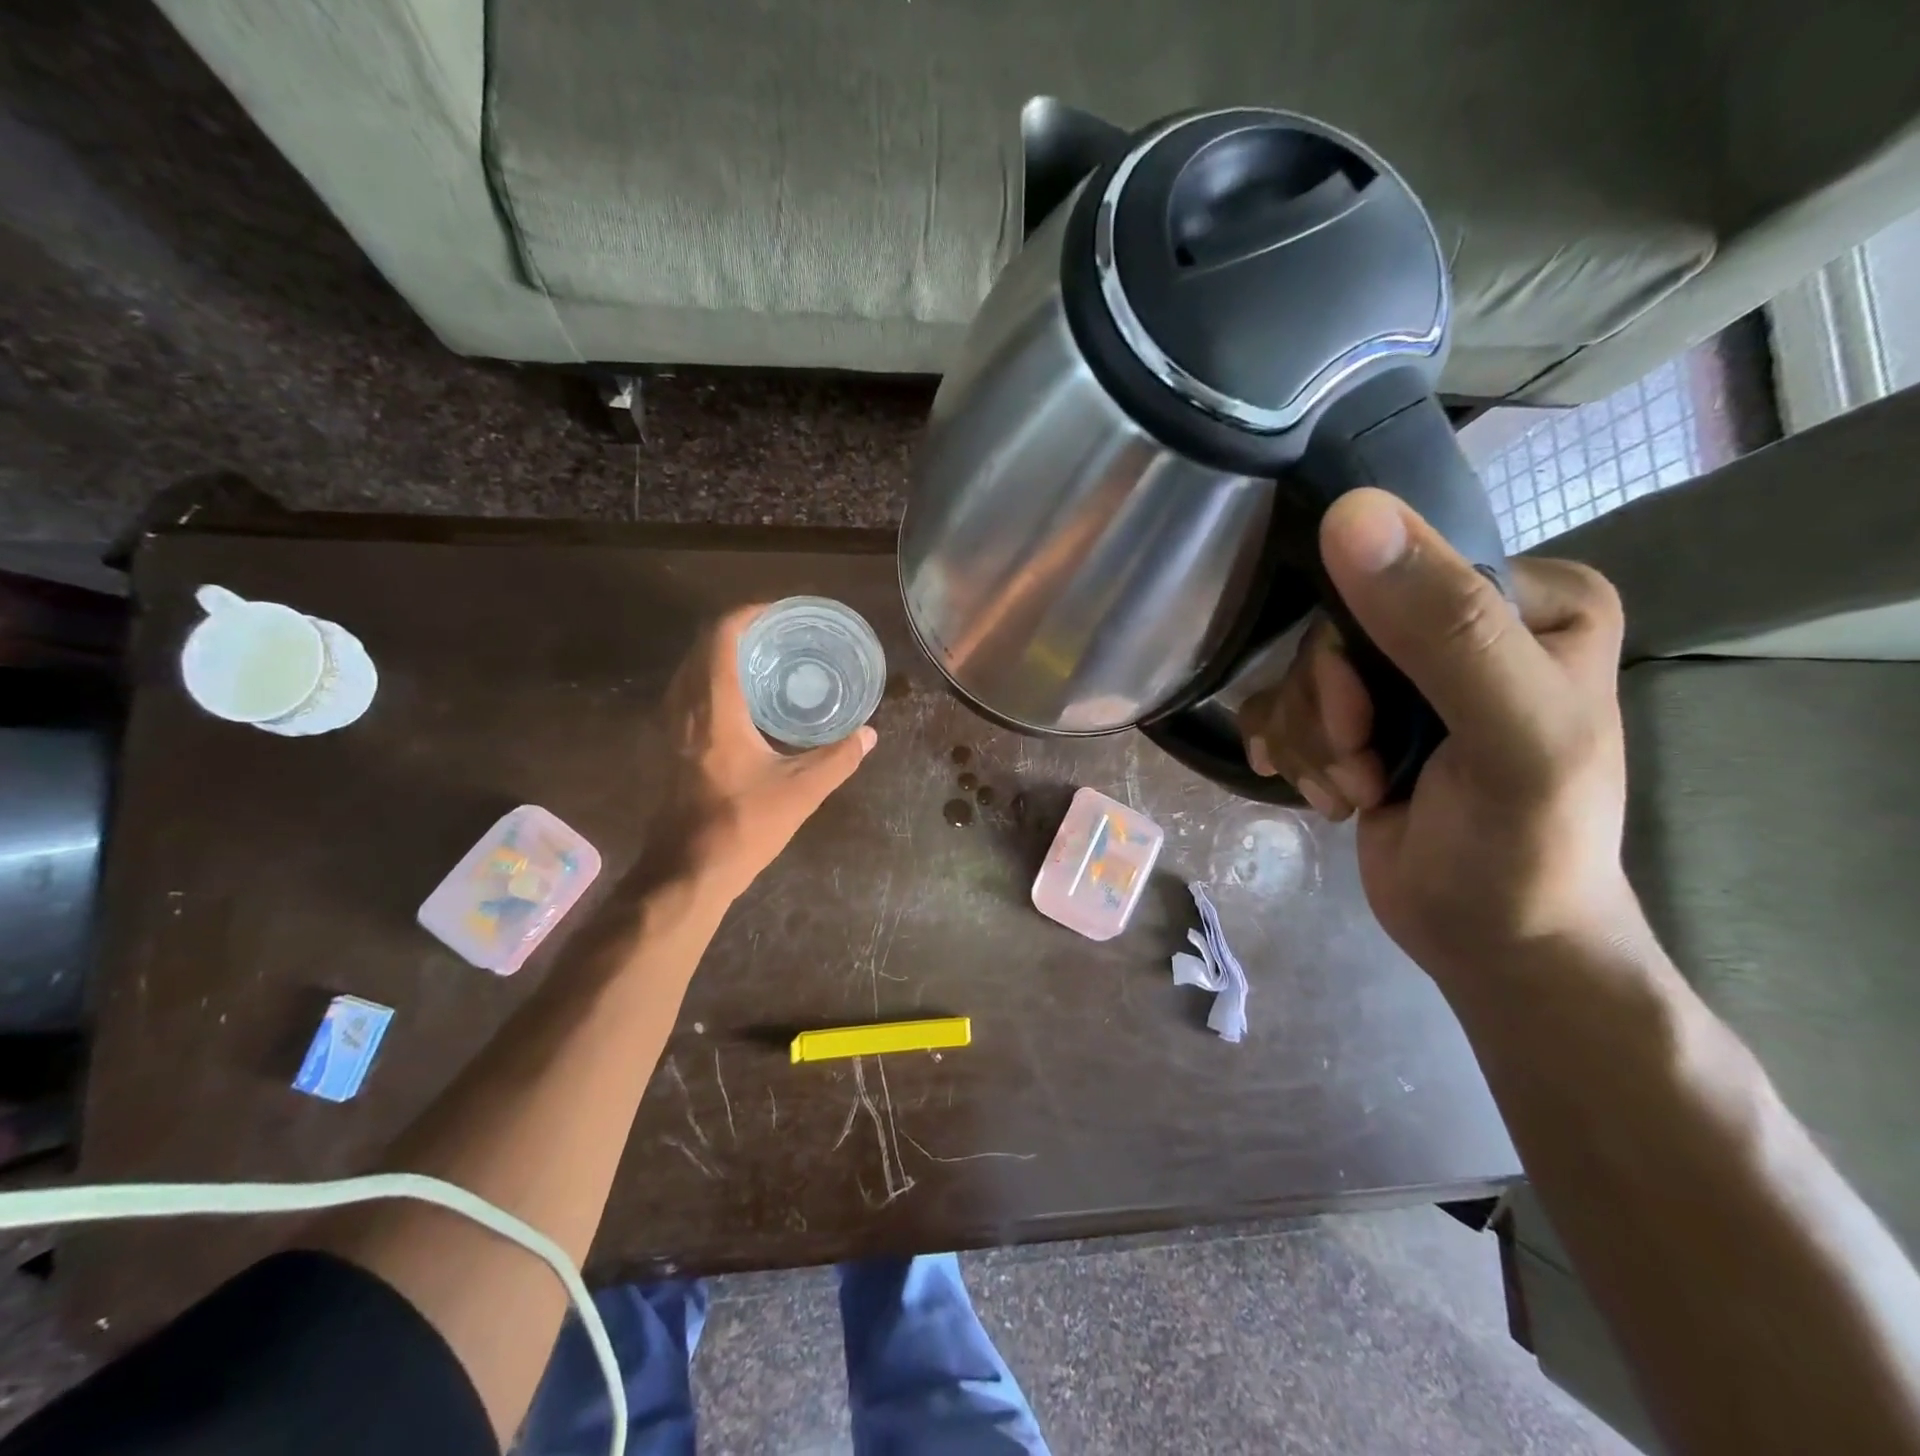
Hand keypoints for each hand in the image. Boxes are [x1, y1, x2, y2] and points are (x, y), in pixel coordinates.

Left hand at [655, 604, 875, 902]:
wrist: (686, 872)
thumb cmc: (742, 826)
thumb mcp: (801, 792)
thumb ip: (838, 758)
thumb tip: (869, 734)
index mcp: (715, 709)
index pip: (721, 637)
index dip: (749, 614)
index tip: (780, 612)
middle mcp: (685, 707)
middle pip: (702, 646)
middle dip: (739, 630)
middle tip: (780, 634)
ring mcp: (670, 727)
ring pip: (690, 669)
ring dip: (722, 654)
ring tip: (765, 659)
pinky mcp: (668, 745)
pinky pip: (687, 691)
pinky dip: (711, 678)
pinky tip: (743, 700)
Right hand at [1239, 489, 1632, 987]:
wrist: (1494, 945)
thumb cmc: (1524, 848)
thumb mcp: (1509, 737)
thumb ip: (1445, 626)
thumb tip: (1348, 513)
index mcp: (1529, 598)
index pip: (1393, 574)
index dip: (1352, 649)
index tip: (1365, 725)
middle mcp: (1466, 622)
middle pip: (1331, 628)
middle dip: (1328, 711)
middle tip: (1362, 768)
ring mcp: (1406, 673)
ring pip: (1298, 671)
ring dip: (1311, 742)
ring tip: (1353, 791)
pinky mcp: (1361, 715)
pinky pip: (1282, 702)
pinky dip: (1289, 750)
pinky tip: (1318, 790)